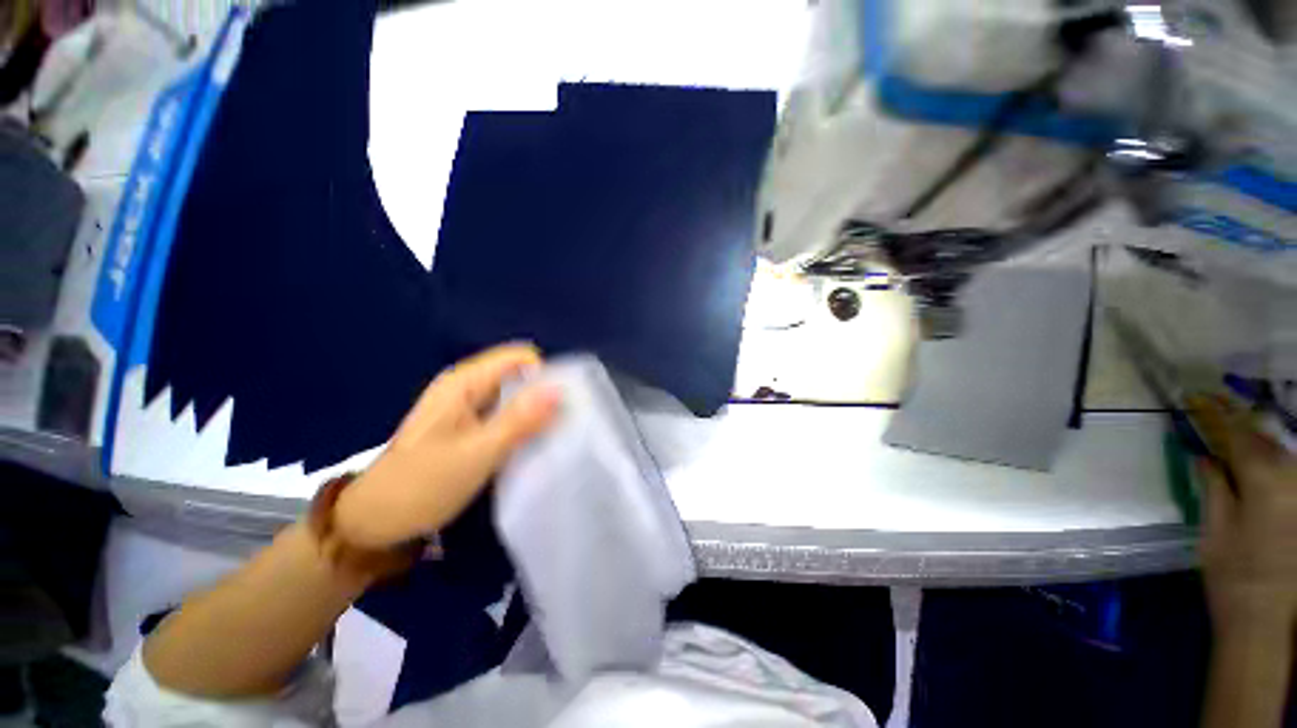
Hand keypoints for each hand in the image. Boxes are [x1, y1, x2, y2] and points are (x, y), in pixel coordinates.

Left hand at [334, 343, 560, 548]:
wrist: (375, 524)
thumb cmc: (422, 485)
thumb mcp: (477, 453)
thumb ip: (520, 420)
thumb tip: (559, 390)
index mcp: (464, 382)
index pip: (520, 358)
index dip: (544, 375)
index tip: (561, 406)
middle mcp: (467, 387)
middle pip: (519, 376)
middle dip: (543, 395)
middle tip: (560, 426)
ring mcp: (467, 408)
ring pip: (514, 397)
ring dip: (535, 413)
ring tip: (550, 438)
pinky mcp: (470, 428)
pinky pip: (505, 416)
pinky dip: (522, 426)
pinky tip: (530, 445)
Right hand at [1196, 396, 1296, 635]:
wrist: (1267, 620)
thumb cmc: (1233, 574)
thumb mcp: (1215, 531)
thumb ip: (1213, 487)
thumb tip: (1204, 456)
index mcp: (1264, 481)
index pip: (1239, 435)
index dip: (1218, 415)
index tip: (1198, 398)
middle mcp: (1293, 479)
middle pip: (1266, 441)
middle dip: (1241, 426)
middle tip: (1216, 412)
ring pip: (1283, 455)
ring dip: (1258, 443)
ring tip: (1237, 438)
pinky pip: (1290, 473)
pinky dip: (1273, 462)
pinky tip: (1260, 466)